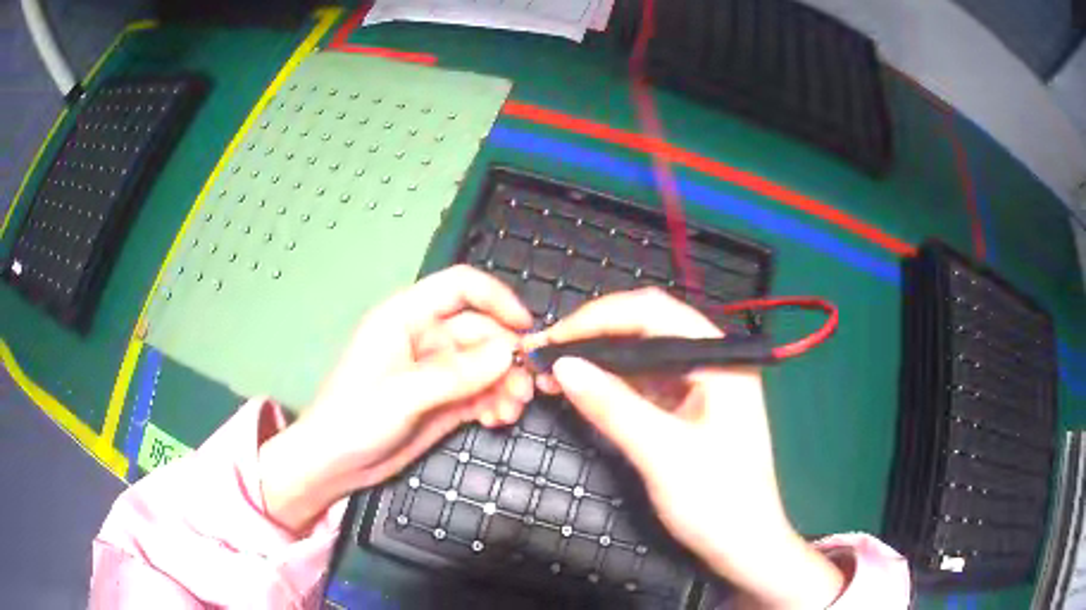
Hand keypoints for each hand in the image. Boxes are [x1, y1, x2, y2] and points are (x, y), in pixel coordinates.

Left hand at [259, 266, 534, 533]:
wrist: (335, 464)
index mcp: (406, 317)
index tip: (526, 329)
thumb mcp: (404, 393)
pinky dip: (495, 402)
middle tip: (527, 387)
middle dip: (506, 357)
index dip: (496, 299)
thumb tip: (508, 353)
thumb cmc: (355, 417)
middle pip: (481, 331)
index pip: (459, 287)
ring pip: (486, 365)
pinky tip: (497, 420)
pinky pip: (481, 392)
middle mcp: (425, 337)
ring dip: (505, 384)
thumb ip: (456, 373)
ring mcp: (437, 371)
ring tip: (511, 411)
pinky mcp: (444, 400)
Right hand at [526, 289, 843, 608]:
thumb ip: (612, 406)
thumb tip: (562, 365)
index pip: (655, 313)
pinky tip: (584, 391)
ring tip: (554, 372)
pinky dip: (612, 385)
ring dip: (599, 361)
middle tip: (546, 352)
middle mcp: (712, 362)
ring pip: (643, 356)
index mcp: (720, 359)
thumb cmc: (716, 501)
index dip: (600, 317)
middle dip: (596, 335)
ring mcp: (701, 385)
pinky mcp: (689, 409)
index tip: (555, 336)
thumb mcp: (662, 453)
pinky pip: (646, 383)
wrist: (744, 547)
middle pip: (648, 327)